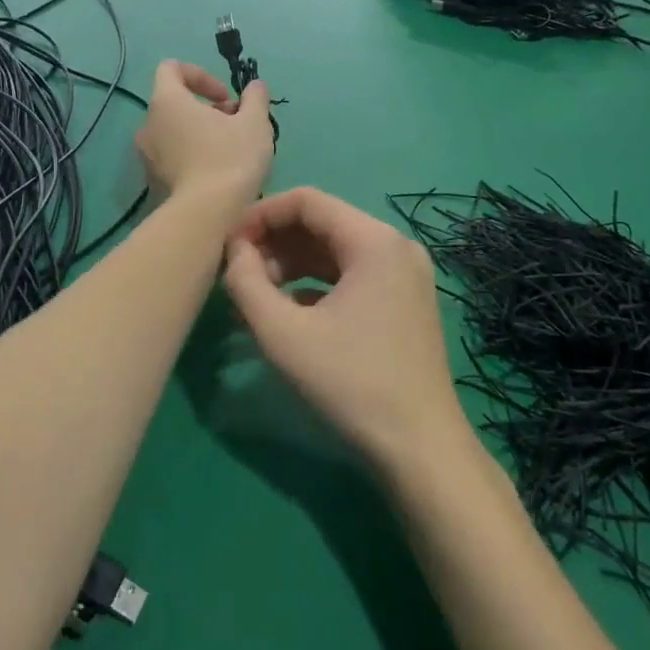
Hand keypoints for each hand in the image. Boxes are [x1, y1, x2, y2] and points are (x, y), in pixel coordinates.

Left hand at [135, 60, 272, 203]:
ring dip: (200, 132)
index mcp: (167, 101)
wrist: (207, 215)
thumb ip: (255, 97)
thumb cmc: (230, 159)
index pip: (171, 68)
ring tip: (230, 149)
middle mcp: (148, 124)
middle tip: (236, 124)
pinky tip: (217, 172)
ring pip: (174, 130)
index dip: (201, 75)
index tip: (226, 96)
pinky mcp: (152, 180)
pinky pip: (171, 155)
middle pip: (175, 102)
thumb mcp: (255, 122)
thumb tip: (255, 86)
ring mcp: (146, 154)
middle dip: (207, 107)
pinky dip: (192, 154)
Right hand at [221, 188, 471, 475]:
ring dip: (291, 266)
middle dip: (274, 243)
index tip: (228, 244)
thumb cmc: (350, 384)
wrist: (420, 448)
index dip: (261, 215)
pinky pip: (352, 276)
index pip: (307, 201)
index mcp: (374, 240)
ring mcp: (405, 274)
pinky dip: (315, 286)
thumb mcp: (283, 334)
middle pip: (322, 224)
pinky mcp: (404, 301)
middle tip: (238, 274)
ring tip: (253, 297)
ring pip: (335, 251)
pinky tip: (286, 313)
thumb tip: (235, 251)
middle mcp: (395, 245)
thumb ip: (246, 283)